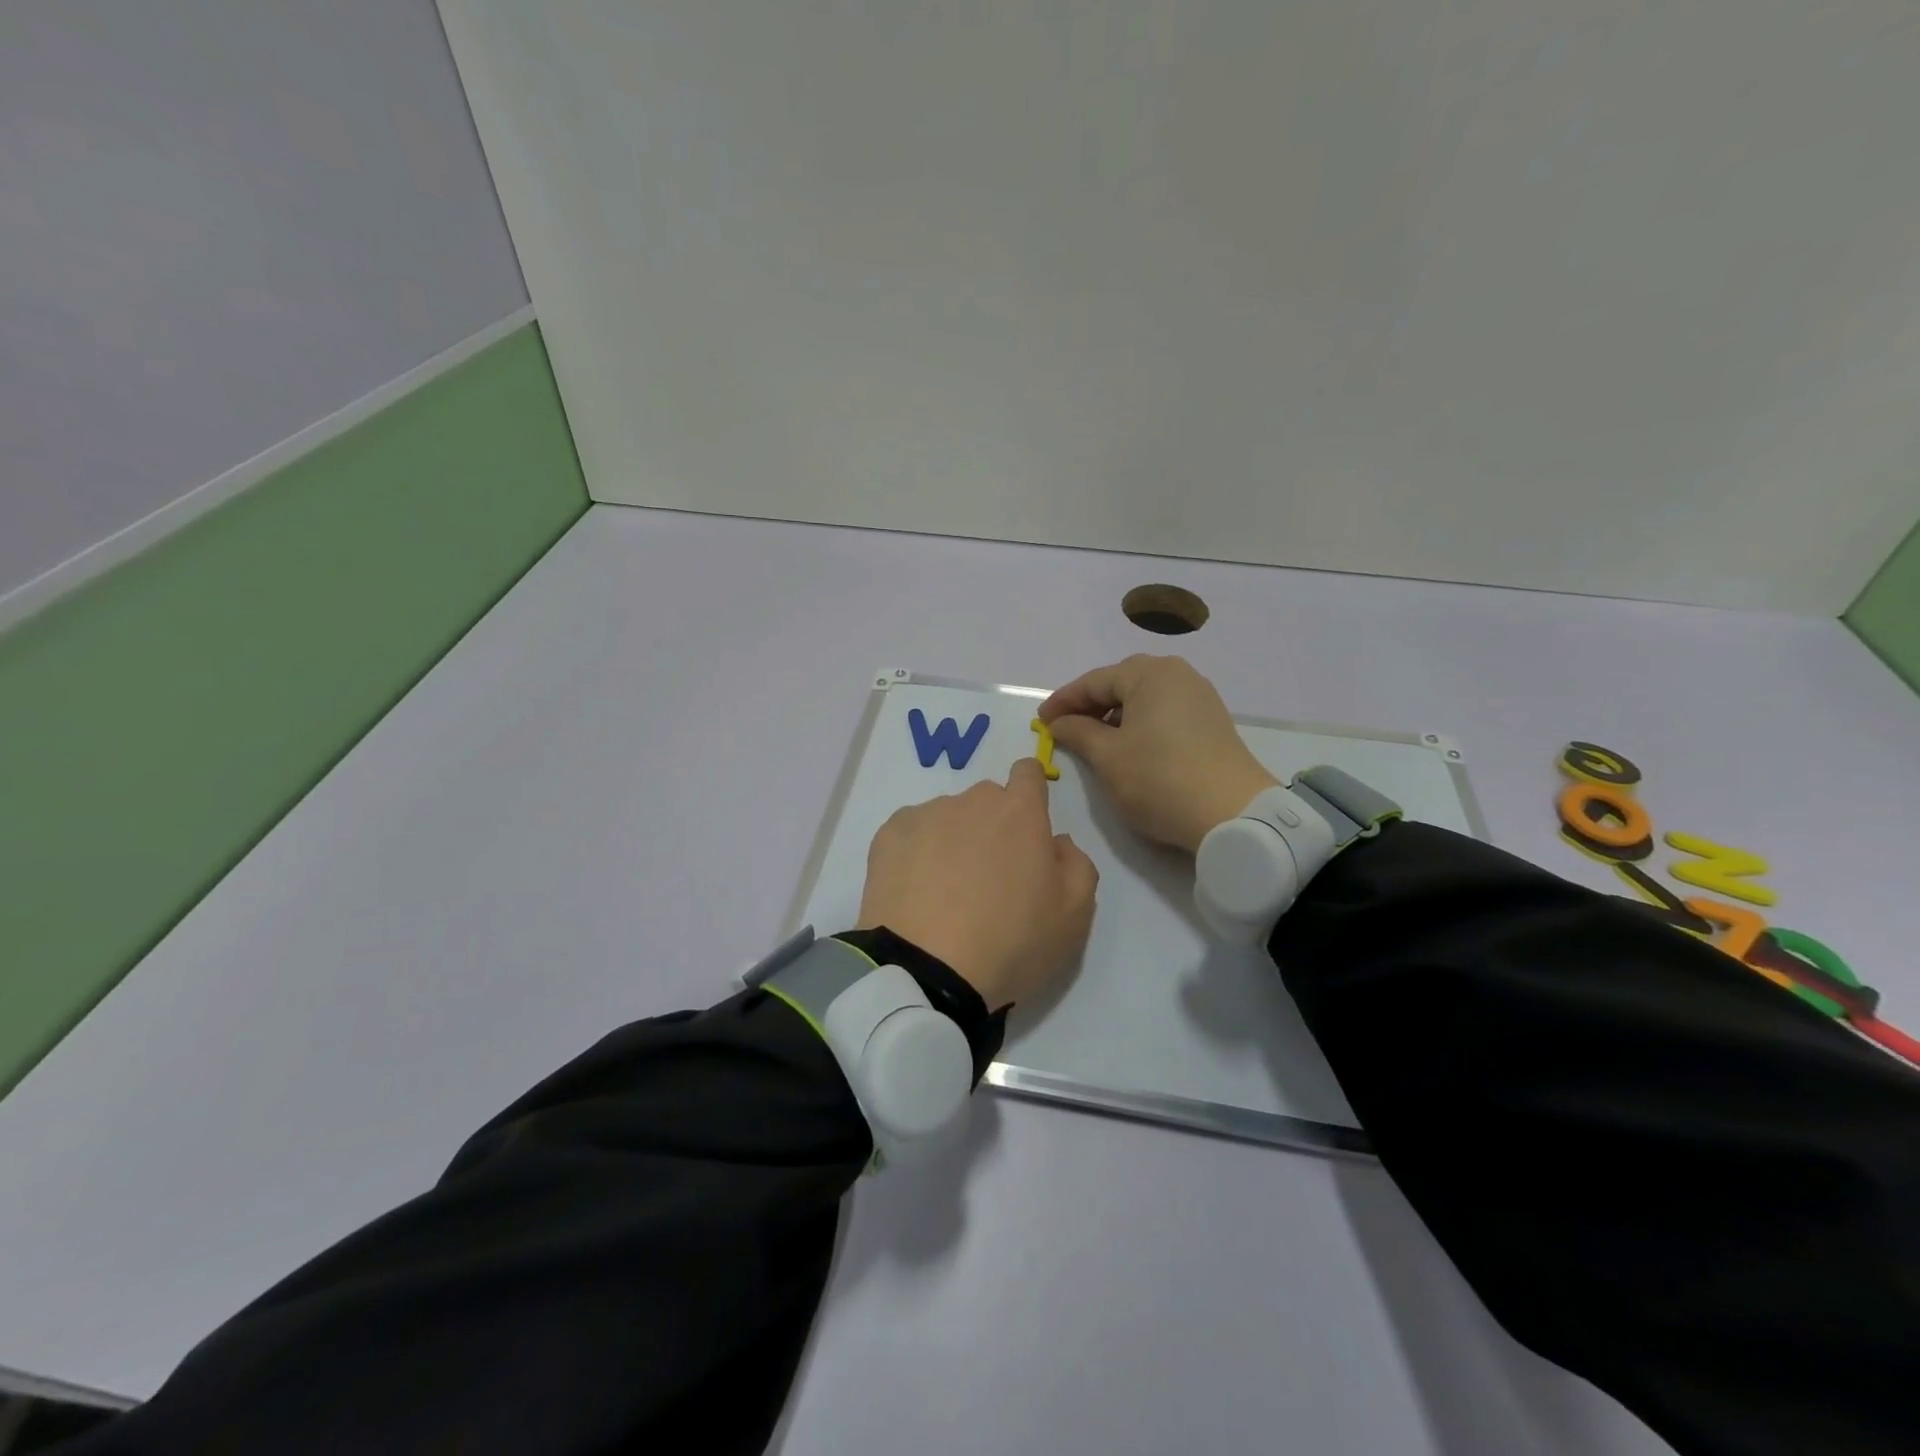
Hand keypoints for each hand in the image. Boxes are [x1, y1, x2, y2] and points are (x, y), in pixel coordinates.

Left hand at [857, 759, 1098, 1008]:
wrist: (927, 971)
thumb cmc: (1011, 942)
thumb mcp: (1074, 915)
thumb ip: (1077, 864)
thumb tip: (1056, 841)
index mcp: (1020, 812)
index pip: (1028, 772)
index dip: (1030, 794)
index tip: (1027, 828)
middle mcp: (972, 801)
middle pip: (987, 800)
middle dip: (993, 827)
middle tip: (989, 878)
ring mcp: (926, 815)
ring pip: (947, 817)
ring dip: (953, 840)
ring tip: (946, 892)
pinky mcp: (888, 835)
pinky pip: (911, 833)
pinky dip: (916, 853)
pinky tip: (916, 892)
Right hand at [1039, 655, 1277, 854]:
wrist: (1233, 815)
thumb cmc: (1159, 779)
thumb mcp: (1108, 757)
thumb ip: (1078, 732)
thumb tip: (1059, 723)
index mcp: (1150, 674)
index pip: (1094, 681)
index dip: (1063, 701)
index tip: (1041, 721)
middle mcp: (1178, 675)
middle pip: (1121, 683)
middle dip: (1090, 705)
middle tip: (1065, 728)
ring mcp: (1200, 697)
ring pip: (1144, 697)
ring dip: (1115, 715)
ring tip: (1093, 741)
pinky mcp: (1212, 721)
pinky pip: (1164, 711)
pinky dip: (1140, 723)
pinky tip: (1129, 746)